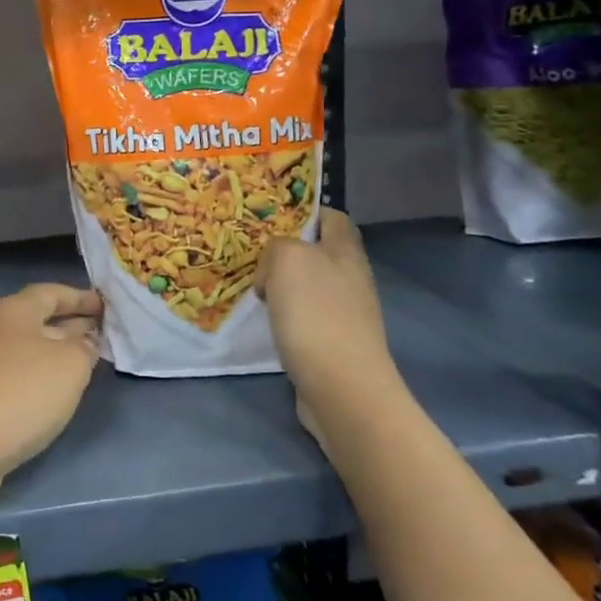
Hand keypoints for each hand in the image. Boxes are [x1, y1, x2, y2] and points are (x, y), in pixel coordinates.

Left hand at [0, 283, 102, 499]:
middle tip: (102, 333)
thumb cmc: (23, 392)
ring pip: (26, 347)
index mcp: (13, 310)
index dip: (80, 297)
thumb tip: (82, 343)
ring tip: (85, 362)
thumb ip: (84, 347)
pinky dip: (39, 374)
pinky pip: (16, 372)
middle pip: (37, 318)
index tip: (105, 306)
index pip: (51, 292)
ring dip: (55, 351)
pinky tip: (54, 391)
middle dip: (70, 324)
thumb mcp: (70, 364)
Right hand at [256, 210, 401, 448]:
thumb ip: (277, 246)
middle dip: (285, 249)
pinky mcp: (333, 342)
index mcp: (346, 251)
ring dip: (281, 283)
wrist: (342, 389)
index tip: (269, 215)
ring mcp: (344, 312)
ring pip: (308, 284)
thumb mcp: (287, 259)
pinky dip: (284, 314)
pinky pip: (304, 315)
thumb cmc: (316, 315)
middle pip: (317, 251)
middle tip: (249, 250)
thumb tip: (273, 270)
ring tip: (250, 284)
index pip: (332, 216)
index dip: (304, 210)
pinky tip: (265, 319)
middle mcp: (350, 278)